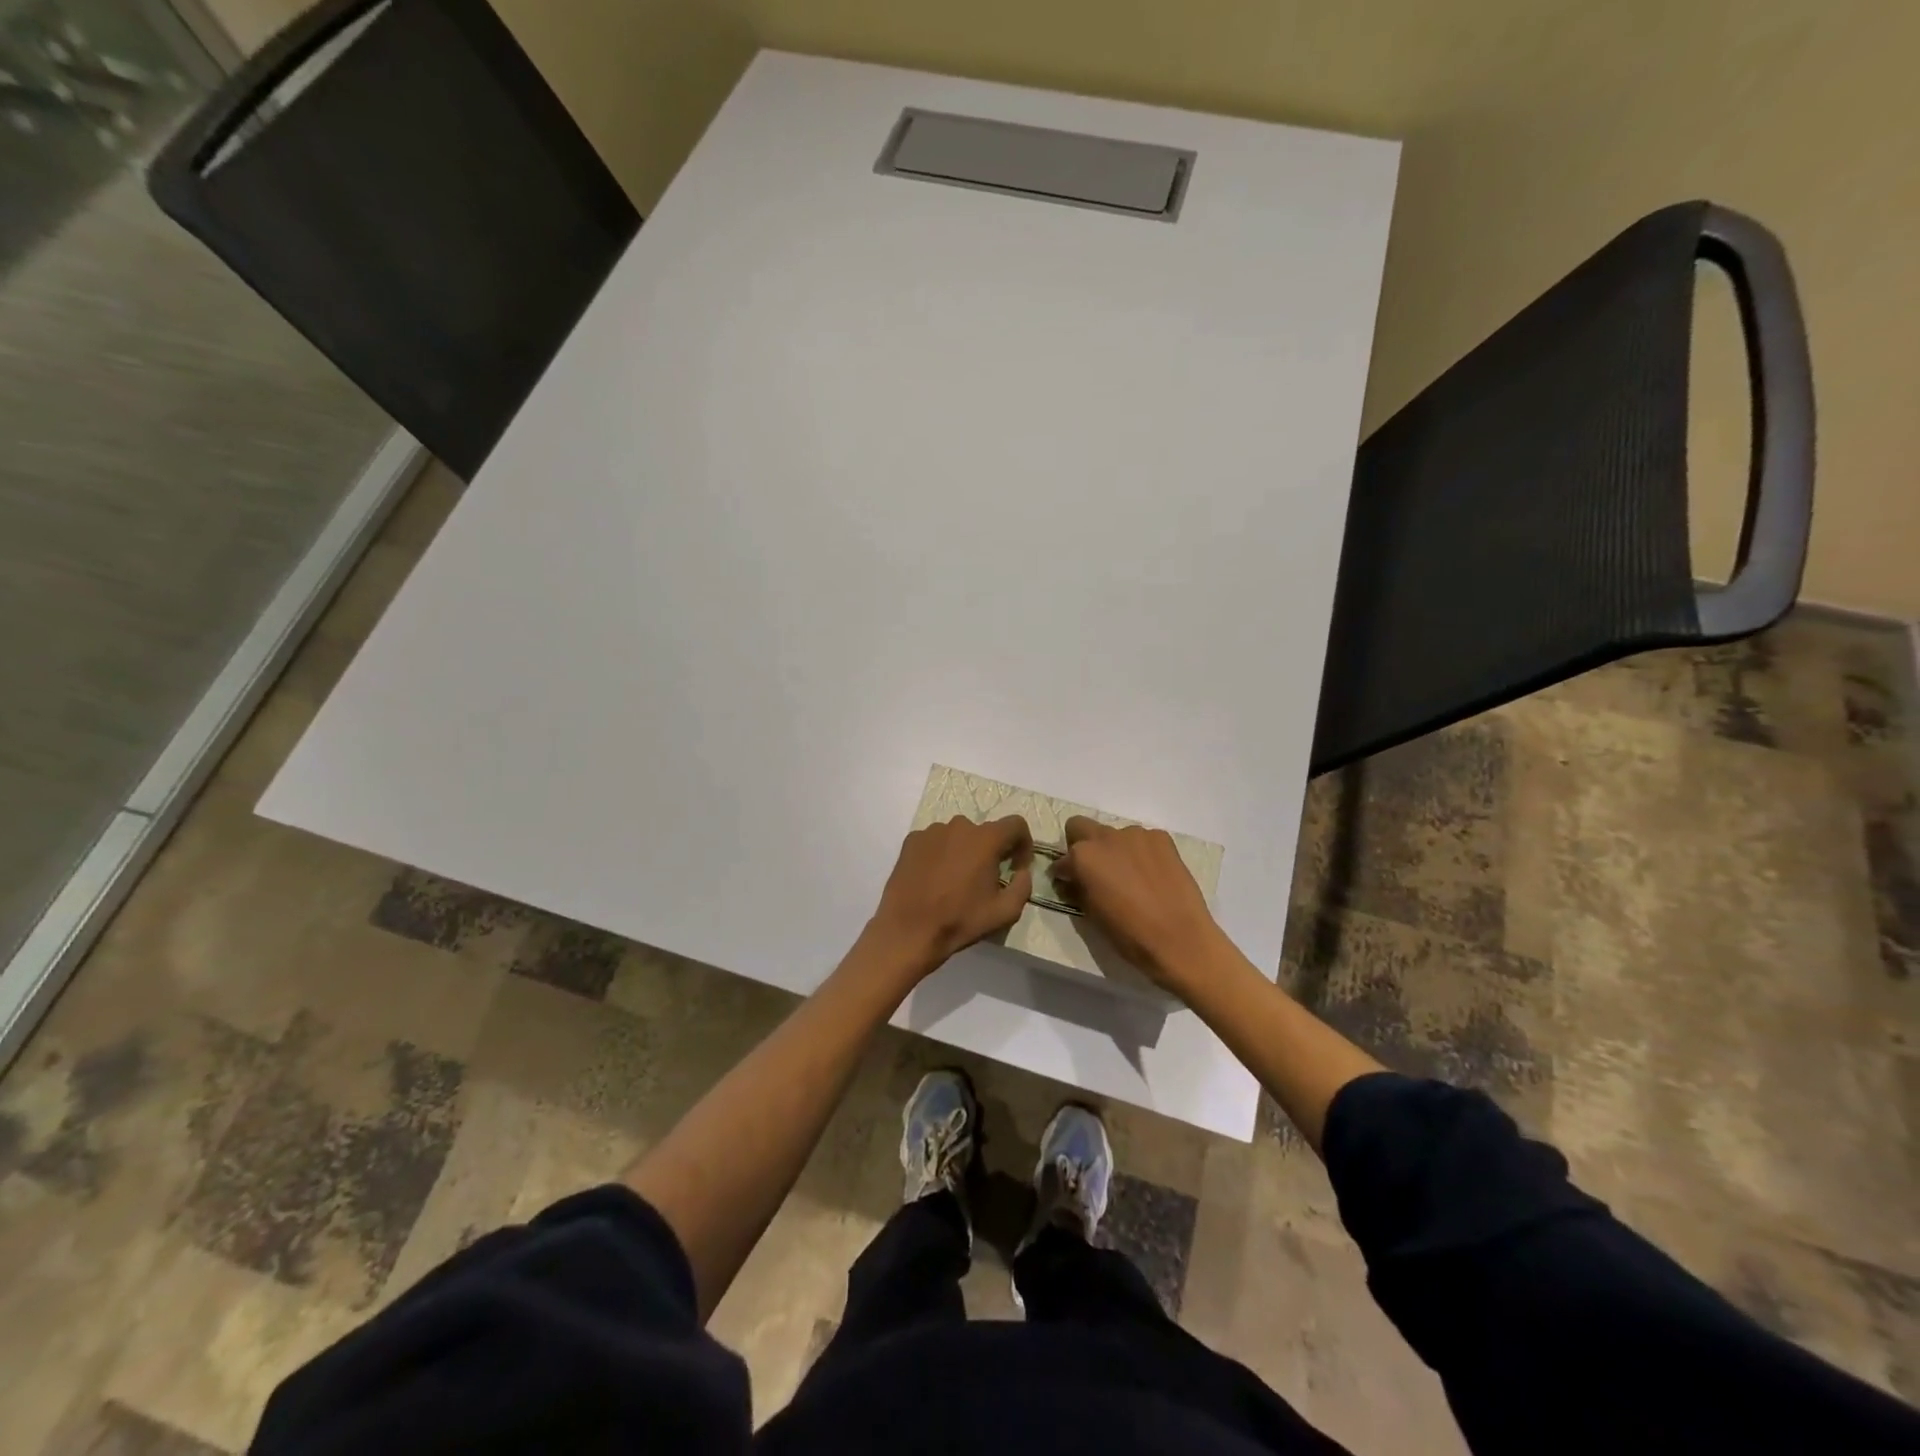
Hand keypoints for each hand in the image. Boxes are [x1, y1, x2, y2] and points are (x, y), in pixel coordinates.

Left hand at [866, 816, 1033, 977]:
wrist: (908, 930)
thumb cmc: (960, 920)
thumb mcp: (1005, 912)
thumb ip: (1023, 886)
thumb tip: (1022, 871)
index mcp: (985, 839)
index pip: (1016, 825)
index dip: (1023, 843)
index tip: (1016, 866)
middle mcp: (959, 826)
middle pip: (985, 832)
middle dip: (991, 851)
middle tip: (985, 879)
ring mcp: (932, 831)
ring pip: (958, 836)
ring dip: (964, 852)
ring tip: (956, 881)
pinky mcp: (911, 841)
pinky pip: (935, 842)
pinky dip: (941, 854)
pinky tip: (934, 879)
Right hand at [1049, 815, 1224, 990]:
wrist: (1180, 939)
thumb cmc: (1129, 934)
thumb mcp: (1092, 915)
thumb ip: (1077, 889)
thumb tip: (1071, 881)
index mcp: (1083, 857)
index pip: (1061, 860)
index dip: (1064, 873)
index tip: (1069, 884)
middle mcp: (1106, 837)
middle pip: (1080, 827)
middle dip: (1080, 844)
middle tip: (1094, 871)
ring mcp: (1136, 835)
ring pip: (1114, 834)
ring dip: (1114, 850)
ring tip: (1130, 877)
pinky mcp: (1162, 838)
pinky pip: (1142, 840)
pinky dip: (1140, 853)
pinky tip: (1151, 875)